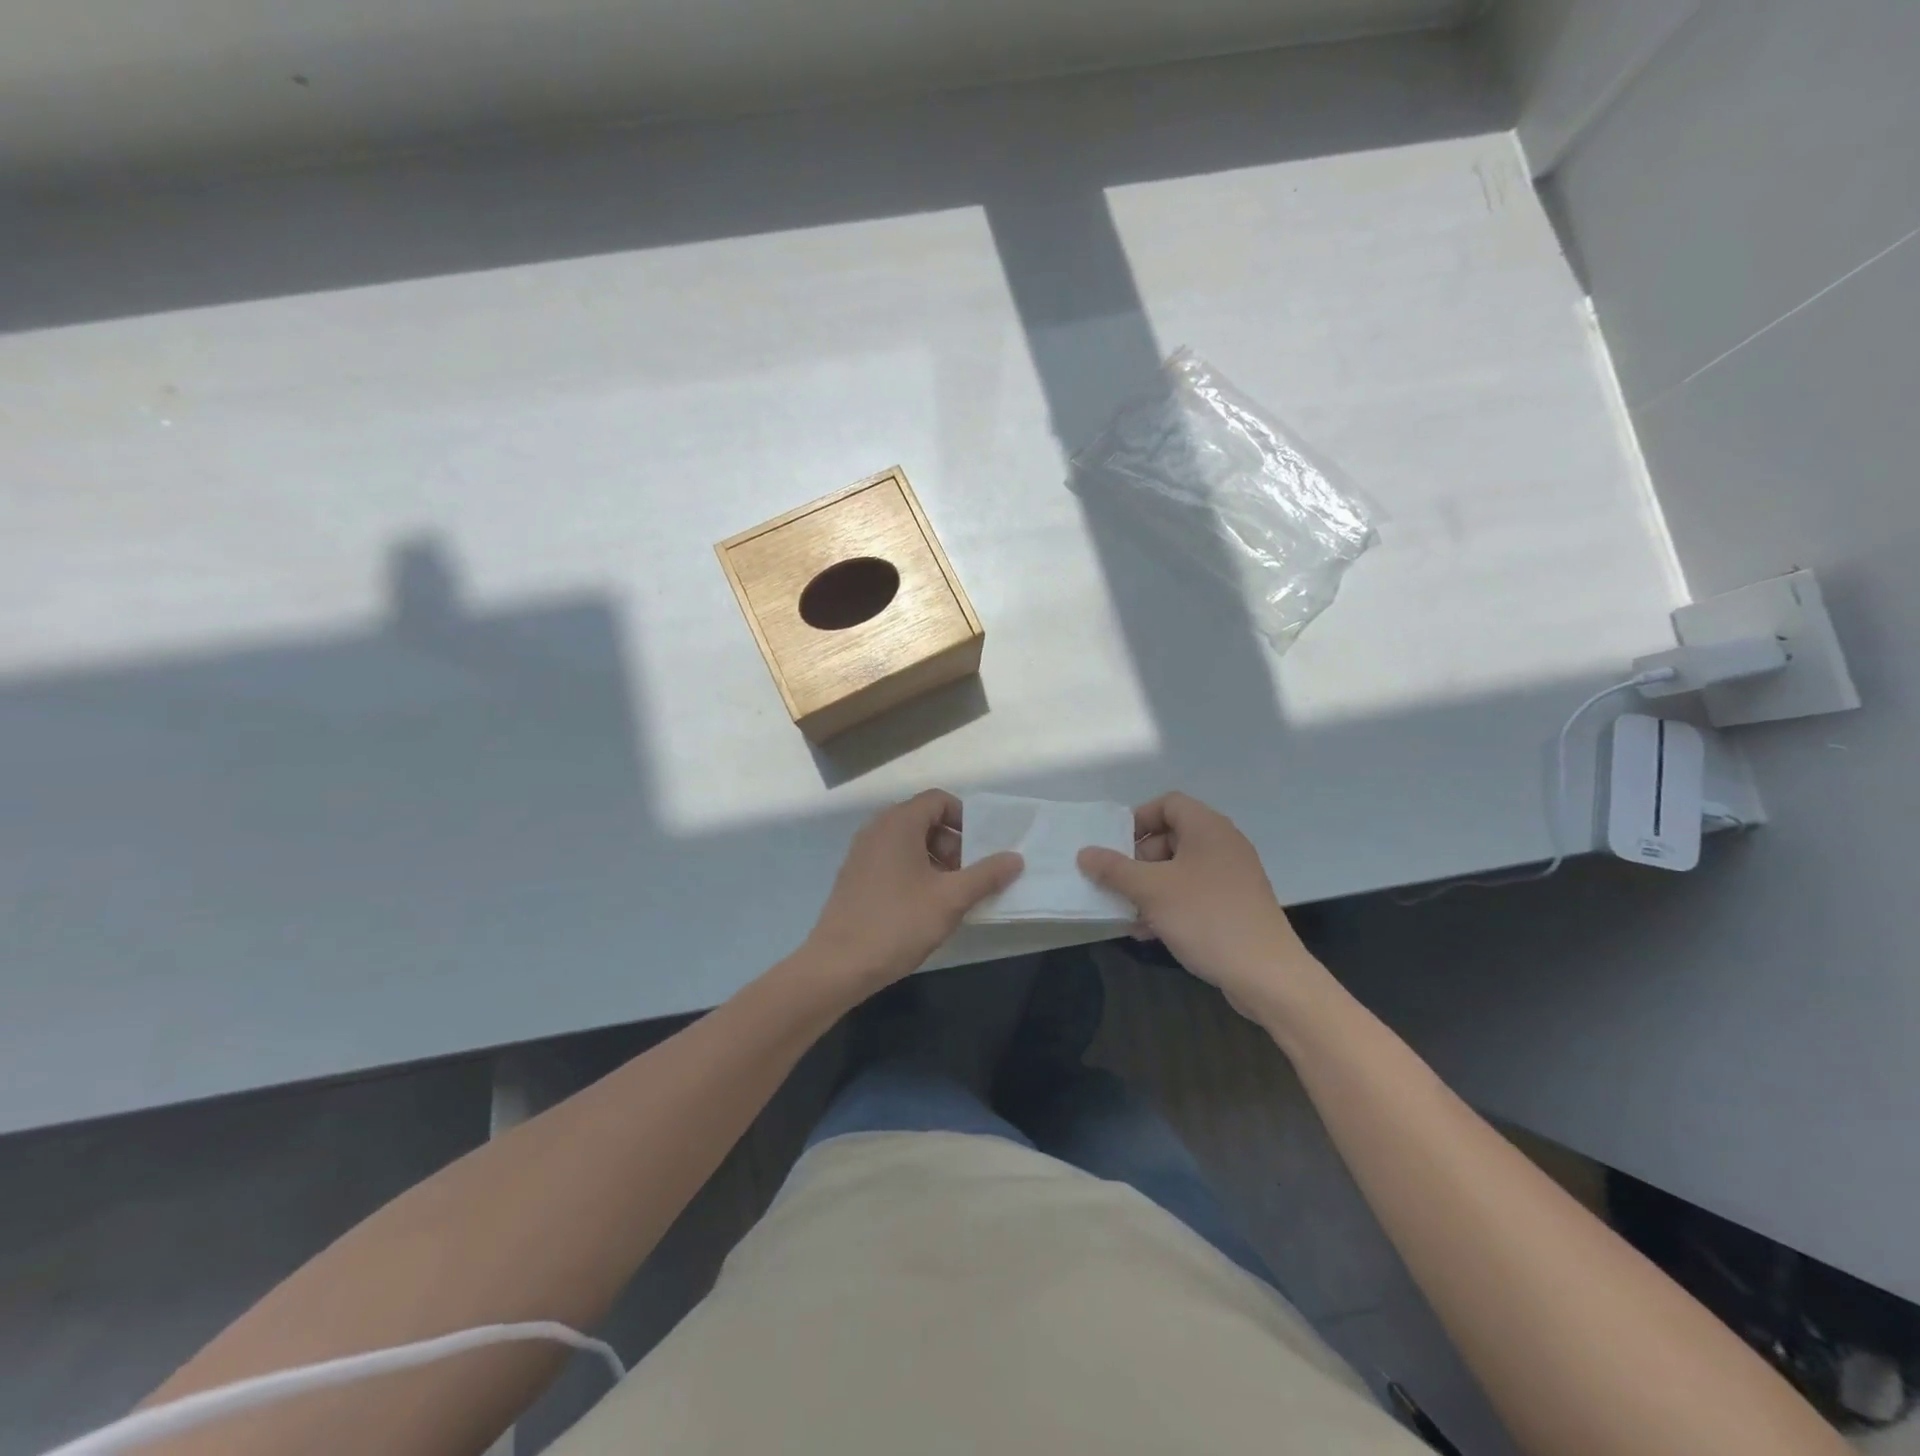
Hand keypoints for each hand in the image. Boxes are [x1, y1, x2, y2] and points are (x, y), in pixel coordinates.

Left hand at [804, 789, 1023, 996]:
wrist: (838, 965)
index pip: (938, 800)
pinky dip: (913, 871)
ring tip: (950, 895)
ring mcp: (862, 852)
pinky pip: (891, 859)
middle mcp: (877, 829)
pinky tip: (923, 906)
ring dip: (934, 860)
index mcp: (899, 823)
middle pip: (924, 819)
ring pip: (908, 842)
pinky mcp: (854, 875)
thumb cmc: (898, 923)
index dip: (965, 818)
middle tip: (968, 876)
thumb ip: (986, 875)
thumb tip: (1016, 858)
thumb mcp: (950, 899)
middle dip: (952, 843)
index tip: (982, 848)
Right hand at [1077, 792, 1320, 1023]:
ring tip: (1127, 913)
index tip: (1115, 847)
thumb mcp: (1151, 891)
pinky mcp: (1235, 905)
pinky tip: (1148, 932)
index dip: (1138, 820)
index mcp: (1208, 828)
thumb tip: (1084, 853)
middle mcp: (1223, 845)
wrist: (1267, 975)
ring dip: (1149, 887)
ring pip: (1179, 870)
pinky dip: (1169, 905)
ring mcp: (1232, 877)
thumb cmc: (1206, 918)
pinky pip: (1194, 893)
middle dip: (1138, 860)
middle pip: (1171, 837)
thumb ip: (1114, 869)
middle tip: (1119, 884)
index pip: (1168, 803)